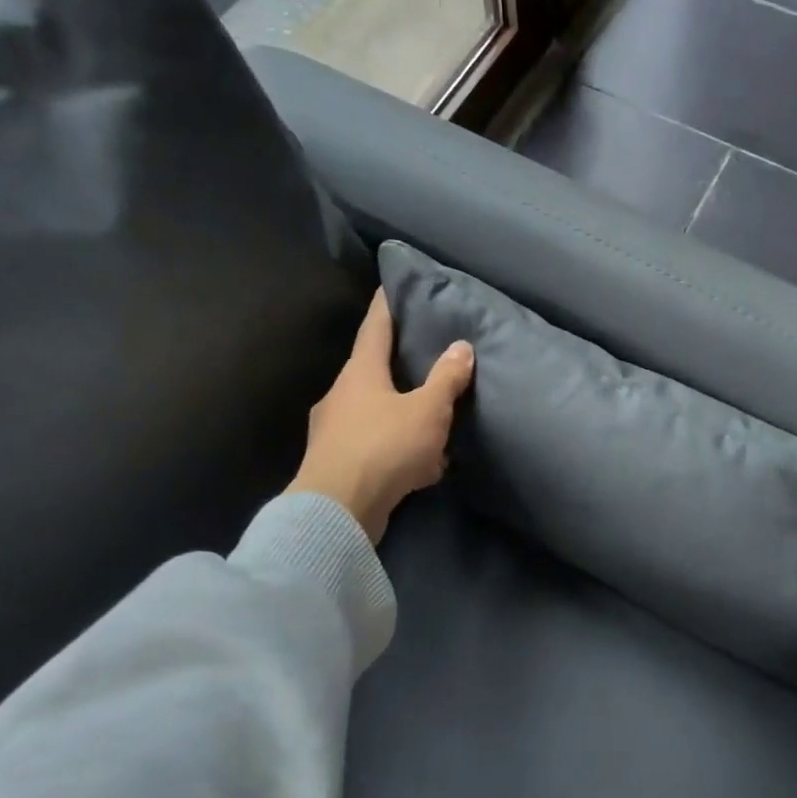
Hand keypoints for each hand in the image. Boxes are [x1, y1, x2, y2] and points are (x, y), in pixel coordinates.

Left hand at [286, 291, 473, 542]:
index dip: (386, 305)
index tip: (391, 286)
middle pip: (372, 372)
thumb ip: (446, 379)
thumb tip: (462, 346)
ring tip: (432, 422)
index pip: (375, 327)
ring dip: (402, 416)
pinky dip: (398, 451)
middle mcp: (341, 396)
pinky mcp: (337, 465)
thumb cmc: (384, 447)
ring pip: (375, 413)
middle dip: (398, 367)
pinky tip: (423, 467)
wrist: (337, 511)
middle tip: (424, 359)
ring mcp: (334, 432)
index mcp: (360, 372)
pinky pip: (376, 448)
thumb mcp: (428, 410)